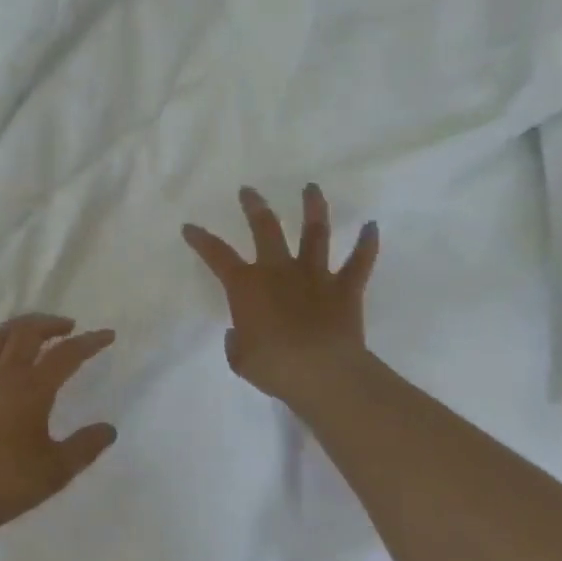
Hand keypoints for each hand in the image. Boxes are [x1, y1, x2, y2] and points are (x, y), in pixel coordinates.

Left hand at [0, 314, 118, 530]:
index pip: (67, 355)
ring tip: (30, 330)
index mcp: (32, 388)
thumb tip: (109, 429)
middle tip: (67, 327)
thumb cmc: (9, 481)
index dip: (89, 342)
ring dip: (17, 328)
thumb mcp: (57, 469)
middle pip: (27, 334)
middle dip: (50, 325)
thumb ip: (86, 446)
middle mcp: (3, 375)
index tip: (107, 335)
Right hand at [182, 185, 379, 412]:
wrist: (321, 372)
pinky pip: (359, 262)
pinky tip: (372, 227)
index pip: (217, 255)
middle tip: (249, 191)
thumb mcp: (240, 358)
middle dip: (255, 207)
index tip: (190, 227)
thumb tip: (241, 333)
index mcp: (246, 286)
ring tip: (311, 188)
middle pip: (266, 228)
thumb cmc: (272, 366)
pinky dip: (367, 244)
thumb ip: (237, 341)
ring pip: (315, 233)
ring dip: (313, 208)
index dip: (201, 240)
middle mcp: (279, 271)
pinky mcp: (345, 288)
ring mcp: (315, 276)